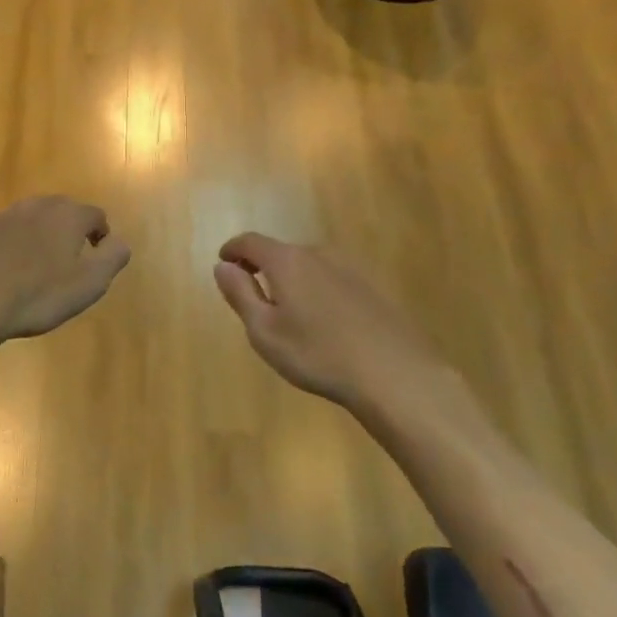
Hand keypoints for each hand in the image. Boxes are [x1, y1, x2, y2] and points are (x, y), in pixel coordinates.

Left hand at [0, 197, 130, 347]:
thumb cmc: (37, 296)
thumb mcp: (89, 285)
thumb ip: (112, 258)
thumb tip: (120, 242)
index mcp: (68, 216)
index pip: (95, 215)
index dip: (100, 235)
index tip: (97, 257)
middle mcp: (37, 206)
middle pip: (61, 209)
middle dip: (69, 229)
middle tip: (68, 259)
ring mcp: (2, 215)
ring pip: (29, 217)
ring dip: (37, 233)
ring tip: (35, 263)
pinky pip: (1, 230)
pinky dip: (7, 242)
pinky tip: (2, 267)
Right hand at [212, 234, 451, 414]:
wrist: (394, 374)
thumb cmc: (318, 354)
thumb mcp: (264, 331)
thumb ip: (240, 293)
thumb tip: (222, 266)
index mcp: (287, 261)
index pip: (250, 241)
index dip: (233, 250)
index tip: (223, 262)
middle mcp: (318, 253)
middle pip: (281, 251)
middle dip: (262, 267)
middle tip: (252, 294)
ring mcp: (350, 267)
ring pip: (309, 265)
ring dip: (292, 279)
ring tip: (289, 312)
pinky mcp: (372, 286)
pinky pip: (332, 279)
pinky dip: (318, 290)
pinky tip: (324, 321)